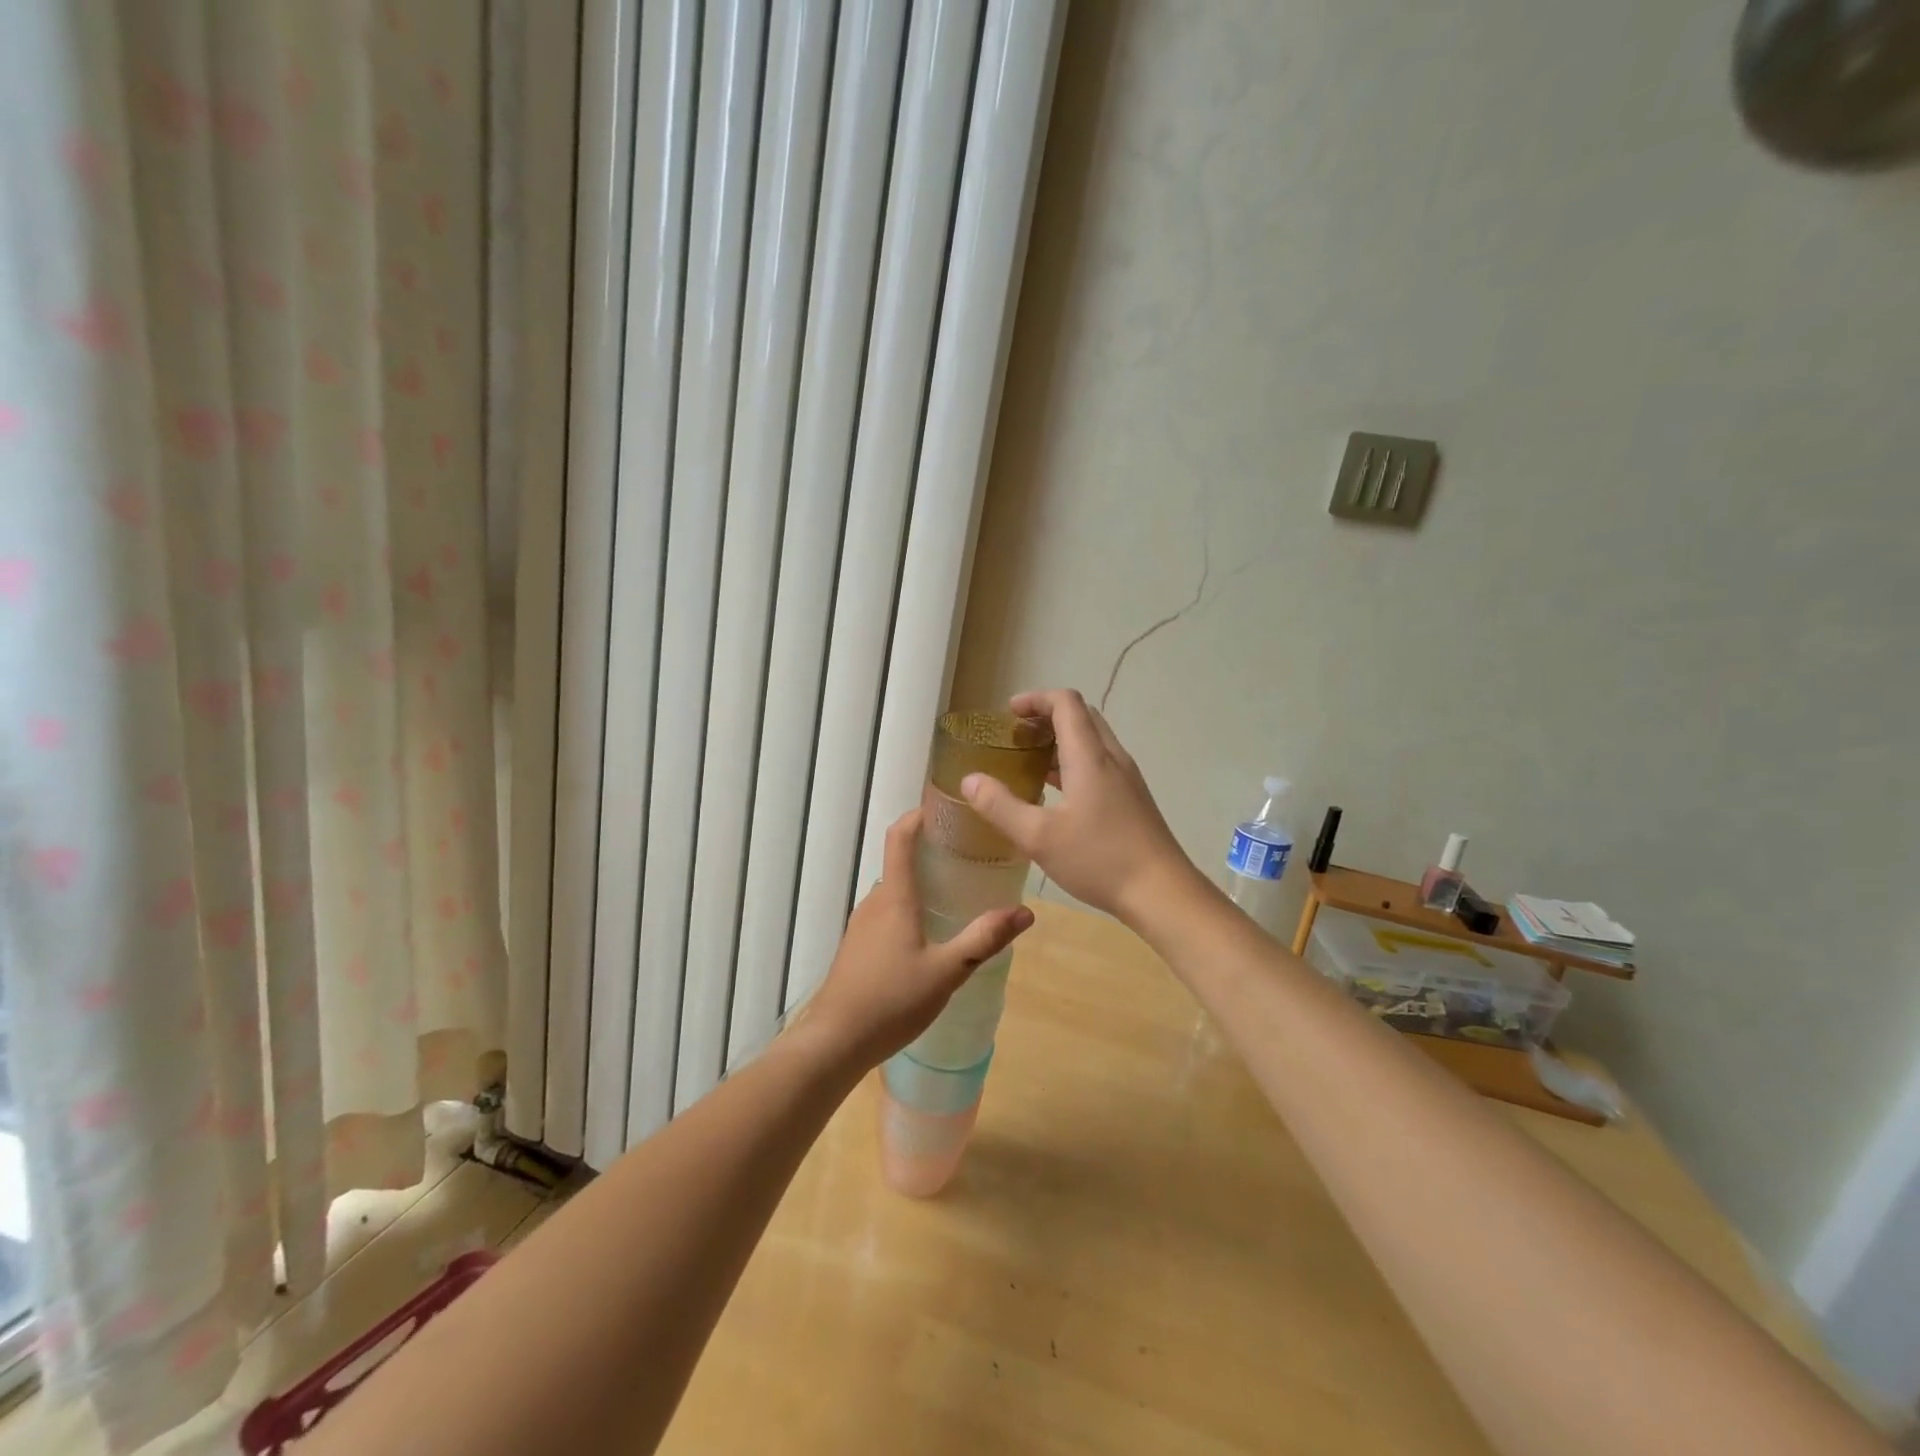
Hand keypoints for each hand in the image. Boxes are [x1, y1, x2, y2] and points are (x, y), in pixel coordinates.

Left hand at [802, 810, 1032, 1068]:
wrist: (835, 1041)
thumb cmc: (891, 1000)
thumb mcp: (947, 971)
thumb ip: (984, 939)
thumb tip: (1025, 911)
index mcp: (895, 897)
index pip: (900, 837)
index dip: (919, 816)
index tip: (946, 808)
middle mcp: (875, 902)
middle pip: (901, 862)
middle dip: (932, 852)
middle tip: (971, 855)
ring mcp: (863, 925)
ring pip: (896, 891)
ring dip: (922, 883)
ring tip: (959, 892)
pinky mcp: (859, 947)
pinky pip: (888, 912)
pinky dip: (911, 908)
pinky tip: (932, 933)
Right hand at [960, 688, 1196, 925]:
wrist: (1163, 893)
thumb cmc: (1099, 859)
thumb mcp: (1039, 836)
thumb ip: (1000, 806)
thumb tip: (969, 779)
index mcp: (1090, 756)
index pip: (1066, 703)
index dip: (1036, 700)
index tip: (1008, 714)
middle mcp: (1112, 758)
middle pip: (1081, 717)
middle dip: (1046, 718)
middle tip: (1016, 737)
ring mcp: (1126, 779)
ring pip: (1091, 742)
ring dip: (1060, 742)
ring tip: (1028, 763)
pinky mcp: (1132, 799)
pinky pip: (1099, 765)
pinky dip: (1073, 764)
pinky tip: (1055, 795)